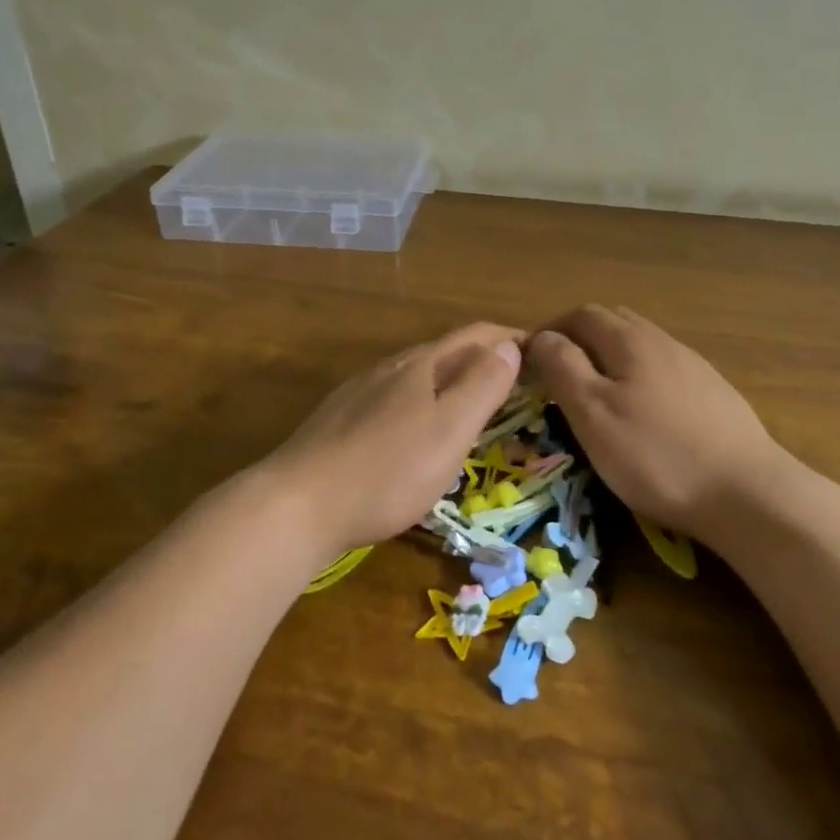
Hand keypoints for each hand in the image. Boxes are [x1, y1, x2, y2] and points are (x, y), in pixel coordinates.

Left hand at [264, 323, 524, 554]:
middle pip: (446, 350)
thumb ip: (482, 386)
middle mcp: (391, 367)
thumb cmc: (387, 470)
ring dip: (452, 379)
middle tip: (516, 379)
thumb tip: (508, 346)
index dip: (511, 338)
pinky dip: (423, 400)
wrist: (297, 503)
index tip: (541, 349)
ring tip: (473, 402)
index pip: (476, 336)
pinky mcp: (341, 418)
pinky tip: (417, 427)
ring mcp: (361, 391)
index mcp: (422, 365)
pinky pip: (395, 396)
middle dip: (484, 357)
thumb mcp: (449, 430)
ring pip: (418, 373)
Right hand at [527, 305, 803, 540]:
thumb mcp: (593, 414)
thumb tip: (541, 337)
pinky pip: (664, 368)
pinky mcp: (713, 393)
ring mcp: (693, 366)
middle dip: (580, 339)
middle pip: (613, 322)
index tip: (530, 361)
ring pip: (640, 345)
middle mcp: (662, 342)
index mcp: (630, 341)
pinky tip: (642, 412)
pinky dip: (638, 376)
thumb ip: (562, 368)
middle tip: (558, 373)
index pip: (581, 315)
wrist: (748, 493)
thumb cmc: (656, 455)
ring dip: (610, 357)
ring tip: (596, 393)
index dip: (551, 330)